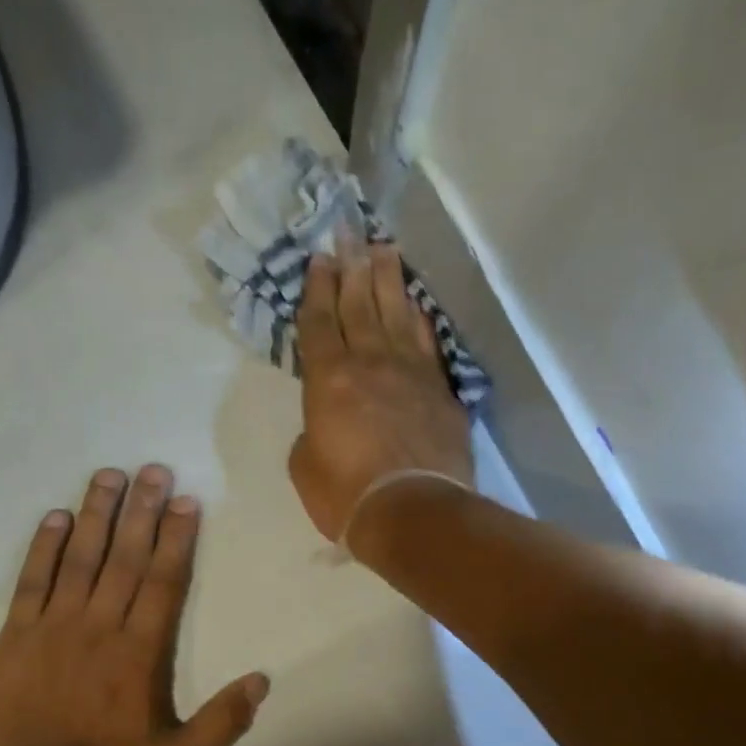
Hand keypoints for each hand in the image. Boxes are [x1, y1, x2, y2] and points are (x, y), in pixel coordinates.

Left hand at [0, 465, 268, 745]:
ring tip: (109, 475)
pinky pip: (31, 581)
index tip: (185, 500)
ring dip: (96, 514)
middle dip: (141, 509)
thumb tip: (261, 680)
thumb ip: (223, 722)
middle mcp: (99, 627)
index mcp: (139, 653)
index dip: (176, 537)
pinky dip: (44, 547)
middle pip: (124, 557)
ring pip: (79, 559)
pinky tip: (56, 517)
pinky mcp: (16, 637)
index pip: (162, 581)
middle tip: (152, 468)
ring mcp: (53, 628)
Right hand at [288, 243, 473, 547]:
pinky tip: (415, 305)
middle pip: (359, 306)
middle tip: (348, 233)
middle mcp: (370, 364)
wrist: (412, 512)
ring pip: (396, 315)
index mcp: (328, 380)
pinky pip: (426, 344)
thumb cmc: (346, 495)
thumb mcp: (305, 468)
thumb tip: (325, 424)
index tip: (319, 260)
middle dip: (351, 267)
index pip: (319, 324)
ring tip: (382, 249)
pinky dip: (419, 320)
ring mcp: (411, 374)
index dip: (317, 291)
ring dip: (388, 280)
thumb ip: (312, 434)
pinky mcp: (440, 392)